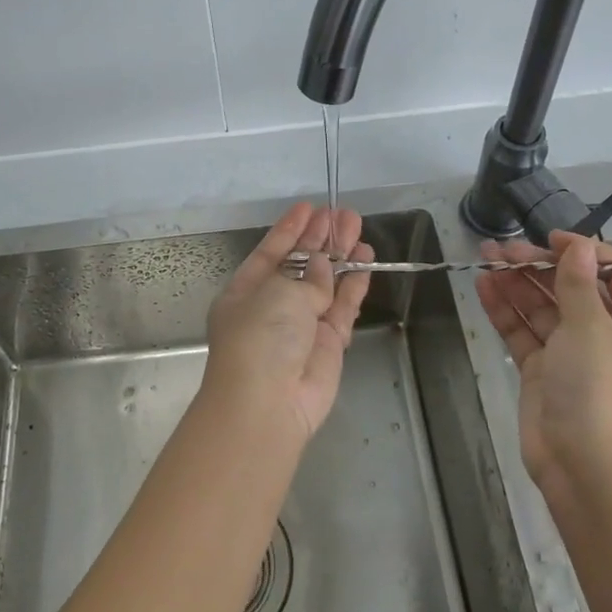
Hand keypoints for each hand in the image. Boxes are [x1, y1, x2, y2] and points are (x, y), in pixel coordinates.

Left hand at [206, 204, 374, 440]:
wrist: (268, 404)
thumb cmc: (260, 338)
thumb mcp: (278, 295)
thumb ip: (306, 277)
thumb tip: (322, 267)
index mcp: (246, 290)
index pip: (270, 251)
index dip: (289, 229)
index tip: (308, 207)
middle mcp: (272, 305)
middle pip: (300, 264)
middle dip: (320, 238)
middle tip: (343, 213)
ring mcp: (301, 325)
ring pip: (325, 283)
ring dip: (341, 257)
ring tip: (358, 229)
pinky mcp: (328, 343)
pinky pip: (342, 306)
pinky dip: (354, 285)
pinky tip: (365, 262)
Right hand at [475, 231, 611, 506]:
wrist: (583, 469)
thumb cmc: (600, 392)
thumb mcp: (592, 329)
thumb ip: (577, 284)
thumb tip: (578, 246)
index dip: (587, 253)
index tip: (552, 239)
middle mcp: (610, 337)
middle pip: (575, 289)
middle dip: (540, 266)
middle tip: (504, 249)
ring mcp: (574, 355)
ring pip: (544, 308)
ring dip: (517, 282)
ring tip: (485, 257)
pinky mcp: (543, 371)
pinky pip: (524, 332)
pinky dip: (505, 310)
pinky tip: (483, 286)